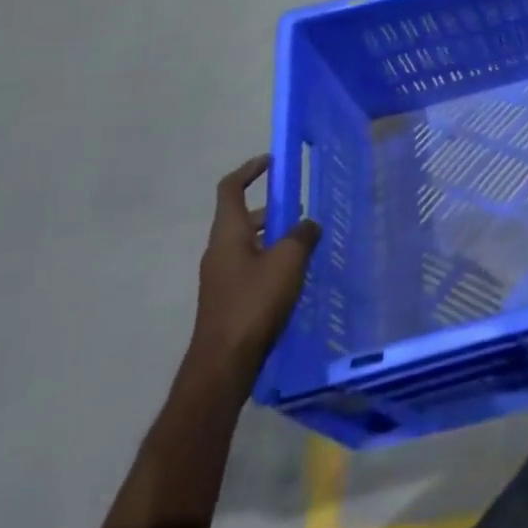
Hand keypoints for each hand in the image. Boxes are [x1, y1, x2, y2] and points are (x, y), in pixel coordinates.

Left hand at [190, 156, 320, 386]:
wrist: (223, 365)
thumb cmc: (253, 303)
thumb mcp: (288, 261)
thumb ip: (302, 235)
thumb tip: (308, 223)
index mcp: (228, 232)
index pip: (231, 188)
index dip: (250, 170)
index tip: (272, 162)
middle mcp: (219, 250)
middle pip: (242, 217)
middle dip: (271, 210)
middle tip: (301, 210)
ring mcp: (221, 277)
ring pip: (248, 244)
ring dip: (273, 238)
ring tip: (305, 245)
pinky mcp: (227, 300)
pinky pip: (250, 267)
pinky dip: (270, 262)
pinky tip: (293, 277)